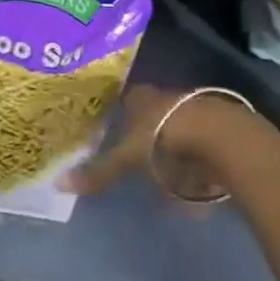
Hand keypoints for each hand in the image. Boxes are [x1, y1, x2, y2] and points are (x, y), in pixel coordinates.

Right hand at [67, 85, 263, 200]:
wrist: (218, 135)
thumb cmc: (163, 138)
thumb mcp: (127, 159)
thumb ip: (99, 172)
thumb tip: (59, 183)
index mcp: (142, 98)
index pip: (128, 100)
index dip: (122, 114)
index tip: (115, 129)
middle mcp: (167, 97)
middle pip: (154, 113)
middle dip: (148, 133)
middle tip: (139, 156)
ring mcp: (195, 110)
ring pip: (179, 128)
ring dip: (175, 149)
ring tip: (168, 176)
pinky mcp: (220, 128)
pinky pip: (202, 146)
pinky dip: (196, 162)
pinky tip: (195, 181)